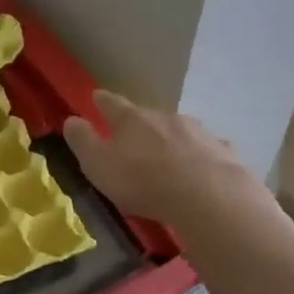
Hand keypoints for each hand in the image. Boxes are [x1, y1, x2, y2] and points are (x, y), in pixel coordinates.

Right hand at [64, 90, 261, 225]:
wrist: (208, 197)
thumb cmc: (143, 181)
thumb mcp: (98, 165)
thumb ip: (82, 141)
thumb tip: (71, 120)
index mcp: (131, 120)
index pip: (111, 103)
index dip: (102, 100)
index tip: (96, 96)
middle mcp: (164, 117)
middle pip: (147, 115)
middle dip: (138, 123)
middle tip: (132, 135)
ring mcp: (197, 132)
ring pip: (178, 130)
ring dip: (170, 138)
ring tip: (166, 154)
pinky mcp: (221, 151)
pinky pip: (207, 149)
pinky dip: (200, 155)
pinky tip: (202, 167)